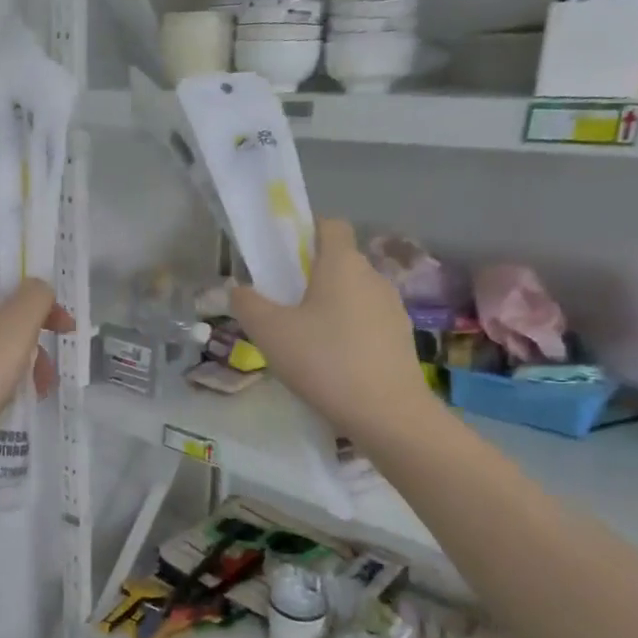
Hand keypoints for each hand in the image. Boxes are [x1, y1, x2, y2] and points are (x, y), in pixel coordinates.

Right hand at [230, 217, 437, 440]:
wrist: (387, 413)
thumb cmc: (324, 361)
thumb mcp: (269, 332)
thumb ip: (247, 304)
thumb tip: (237, 288)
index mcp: (342, 263)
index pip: (329, 224)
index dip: (305, 231)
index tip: (282, 258)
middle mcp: (372, 276)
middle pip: (338, 261)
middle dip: (310, 275)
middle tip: (282, 306)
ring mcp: (392, 307)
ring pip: (353, 293)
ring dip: (329, 305)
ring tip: (304, 340)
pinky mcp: (401, 337)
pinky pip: (366, 320)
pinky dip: (347, 330)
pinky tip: (331, 362)